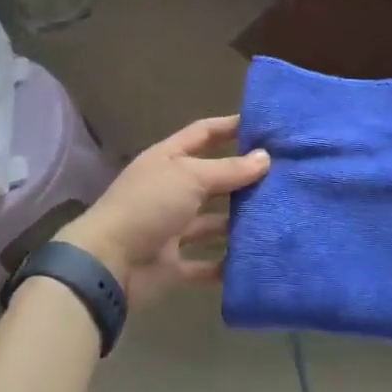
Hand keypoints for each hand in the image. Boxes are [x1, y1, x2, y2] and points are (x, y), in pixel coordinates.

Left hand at [58, 115, 268, 306]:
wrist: (108, 264)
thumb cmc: (149, 205)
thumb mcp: (190, 177)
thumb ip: (228, 170)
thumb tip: (265, 158)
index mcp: (169, 159)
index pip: (203, 134)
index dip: (230, 127)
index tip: (265, 126)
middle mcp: (171, 190)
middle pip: (212, 179)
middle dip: (242, 178)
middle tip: (283, 177)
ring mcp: (172, 228)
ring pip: (212, 222)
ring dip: (238, 223)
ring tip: (277, 218)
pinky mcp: (174, 264)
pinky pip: (206, 263)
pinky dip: (226, 264)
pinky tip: (256, 259)